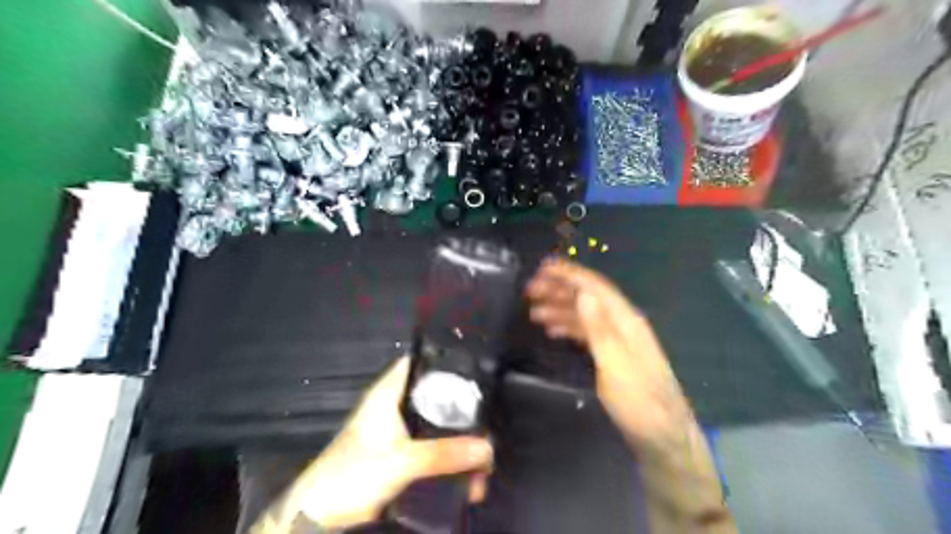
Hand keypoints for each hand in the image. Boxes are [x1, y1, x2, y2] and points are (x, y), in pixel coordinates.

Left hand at [297, 354, 490, 528]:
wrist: (319, 518)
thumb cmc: (352, 475)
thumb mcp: (402, 462)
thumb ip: (443, 454)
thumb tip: (488, 447)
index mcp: (388, 395)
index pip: (417, 363)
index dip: (443, 361)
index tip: (474, 368)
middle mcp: (395, 408)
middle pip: (435, 397)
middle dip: (463, 412)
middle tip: (489, 425)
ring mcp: (399, 434)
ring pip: (438, 428)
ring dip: (460, 445)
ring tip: (483, 466)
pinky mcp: (402, 458)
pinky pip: (434, 452)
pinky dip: (451, 462)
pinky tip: (469, 481)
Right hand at [528, 257, 691, 445]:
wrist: (661, 436)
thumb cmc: (639, 401)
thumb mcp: (616, 365)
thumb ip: (600, 329)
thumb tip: (584, 294)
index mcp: (625, 320)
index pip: (595, 287)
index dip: (569, 274)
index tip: (543, 266)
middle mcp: (621, 324)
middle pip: (587, 298)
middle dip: (559, 289)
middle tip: (529, 290)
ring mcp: (617, 339)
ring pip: (584, 315)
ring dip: (559, 308)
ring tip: (533, 310)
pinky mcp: (611, 355)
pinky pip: (586, 332)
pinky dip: (568, 327)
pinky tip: (552, 330)